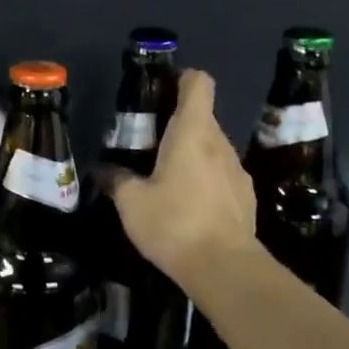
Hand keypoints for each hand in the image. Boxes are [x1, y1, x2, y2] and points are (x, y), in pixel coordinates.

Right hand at [103, 69, 258, 284]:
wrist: (225, 269)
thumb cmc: (174, 223)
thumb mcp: (131, 203)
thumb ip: (117, 180)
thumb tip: (104, 171)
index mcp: (193, 132)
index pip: (199, 84)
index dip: (182, 79)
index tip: (161, 90)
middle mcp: (220, 143)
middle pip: (202, 116)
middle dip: (177, 122)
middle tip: (148, 142)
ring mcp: (237, 170)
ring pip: (212, 147)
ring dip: (192, 153)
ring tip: (166, 177)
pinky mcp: (245, 197)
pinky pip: (221, 174)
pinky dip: (205, 179)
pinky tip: (188, 205)